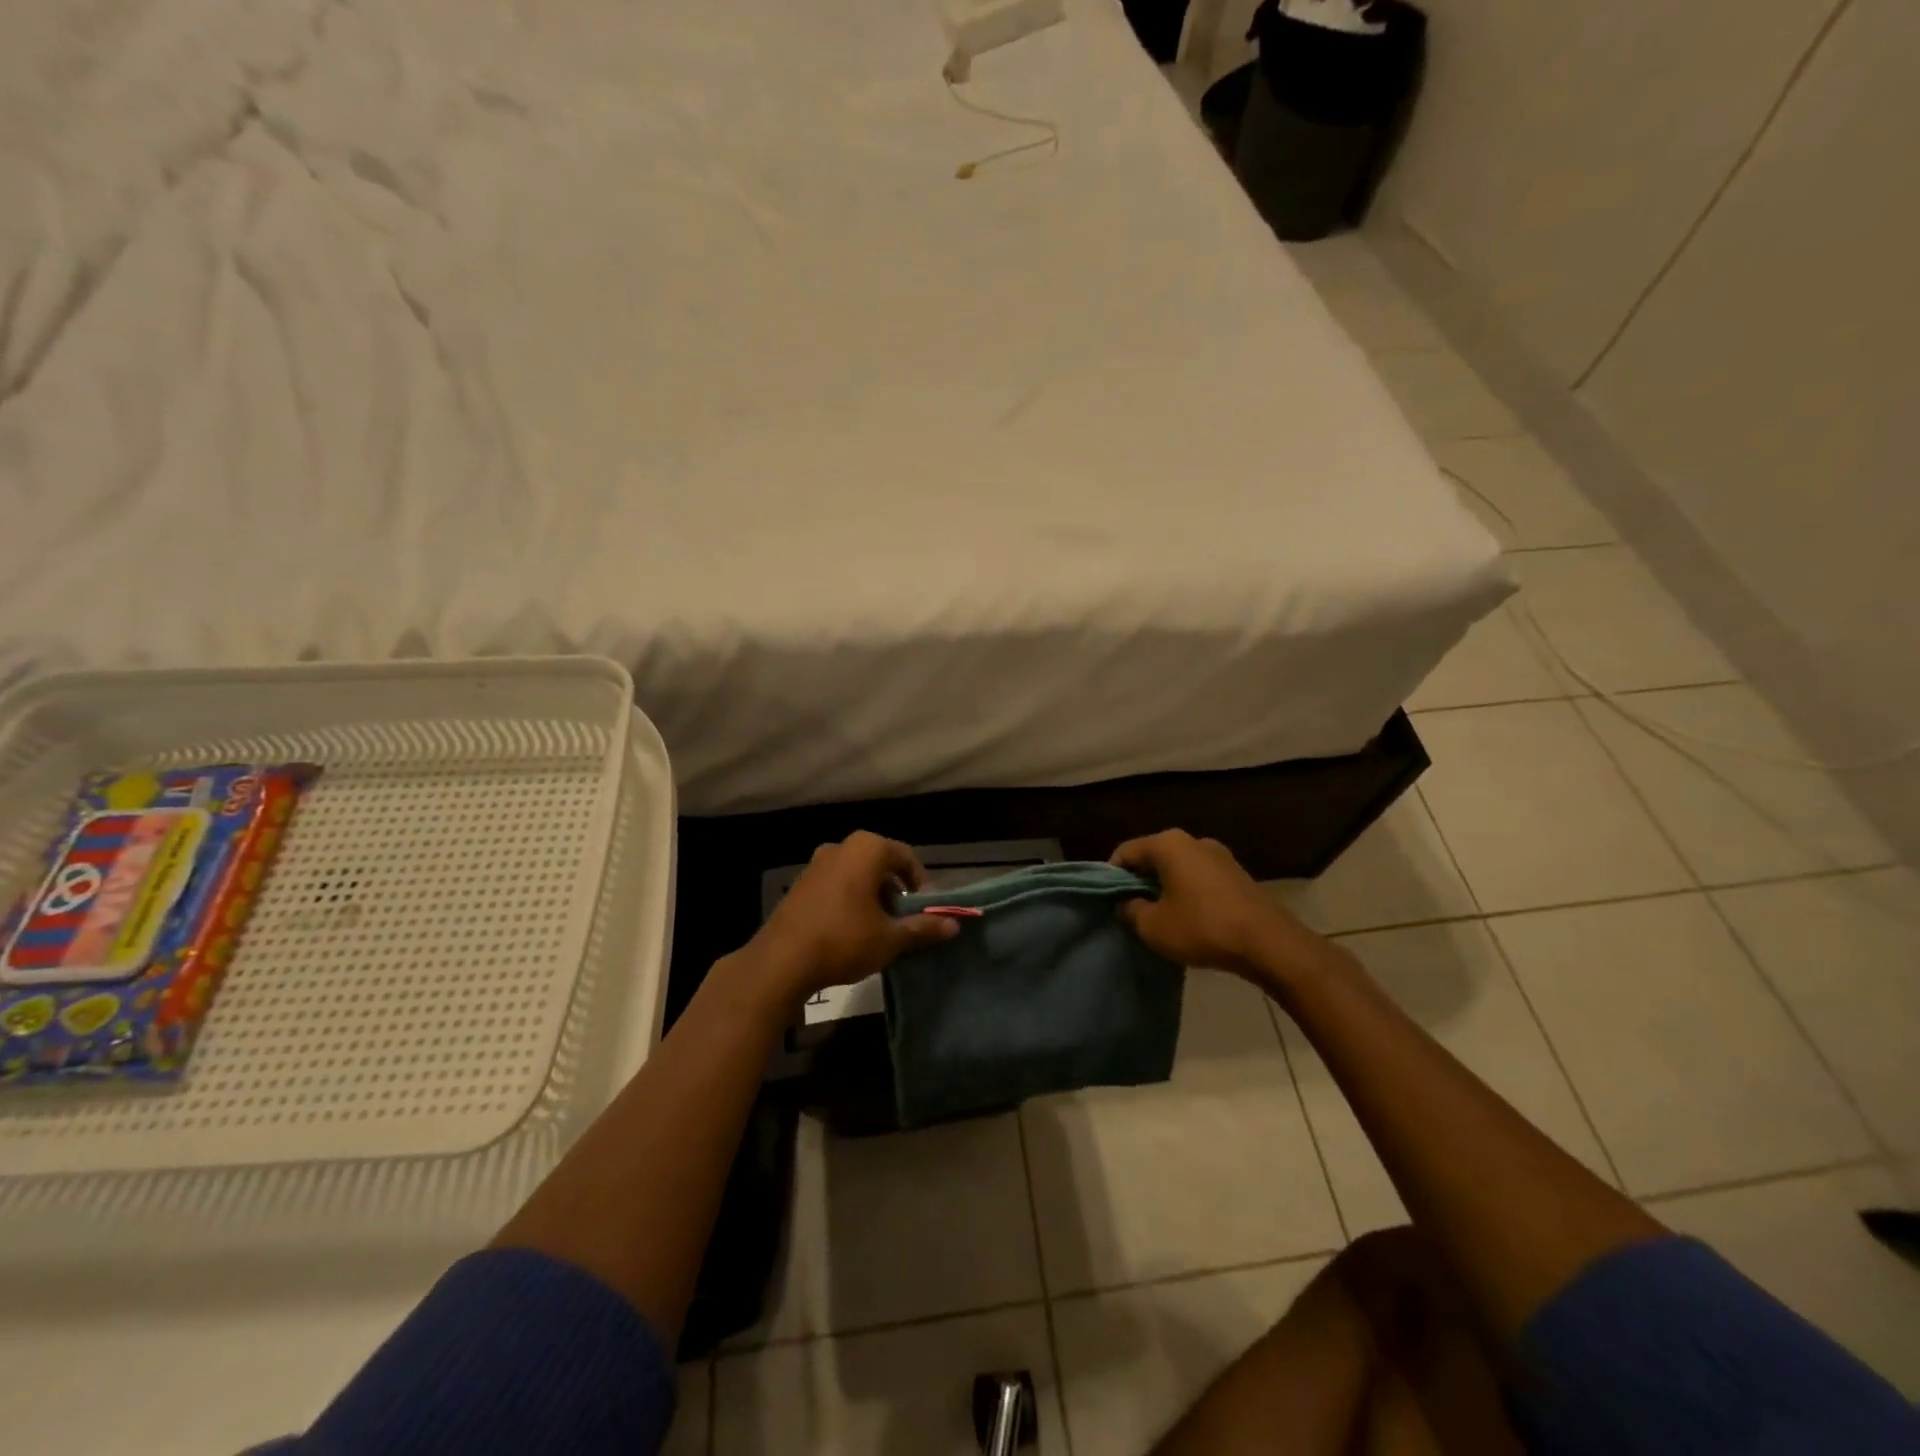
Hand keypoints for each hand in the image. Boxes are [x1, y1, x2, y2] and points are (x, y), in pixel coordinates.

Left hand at [740, 831, 959, 1001]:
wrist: (781, 961)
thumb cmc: (845, 939)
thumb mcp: (890, 938)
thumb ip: (923, 927)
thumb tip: (954, 925)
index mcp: (867, 849)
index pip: (906, 857)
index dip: (921, 883)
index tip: (925, 910)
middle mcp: (841, 847)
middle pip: (880, 864)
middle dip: (895, 891)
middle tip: (903, 921)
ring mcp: (816, 864)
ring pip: (857, 874)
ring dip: (872, 896)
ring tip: (879, 929)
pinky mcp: (799, 884)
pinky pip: (836, 885)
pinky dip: (849, 900)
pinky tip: (850, 931)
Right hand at [1112, 829, 1327, 984]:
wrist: (1268, 943)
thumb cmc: (1202, 928)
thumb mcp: (1152, 926)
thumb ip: (1130, 910)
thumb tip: (1126, 903)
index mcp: (1168, 844)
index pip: (1125, 852)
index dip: (1111, 877)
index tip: (1110, 902)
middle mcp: (1193, 840)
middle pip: (1153, 858)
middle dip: (1139, 882)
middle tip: (1133, 911)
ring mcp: (1219, 855)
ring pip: (1178, 868)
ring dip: (1165, 889)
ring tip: (1161, 918)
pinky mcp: (1237, 874)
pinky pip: (1199, 878)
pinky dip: (1188, 893)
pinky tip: (1190, 919)